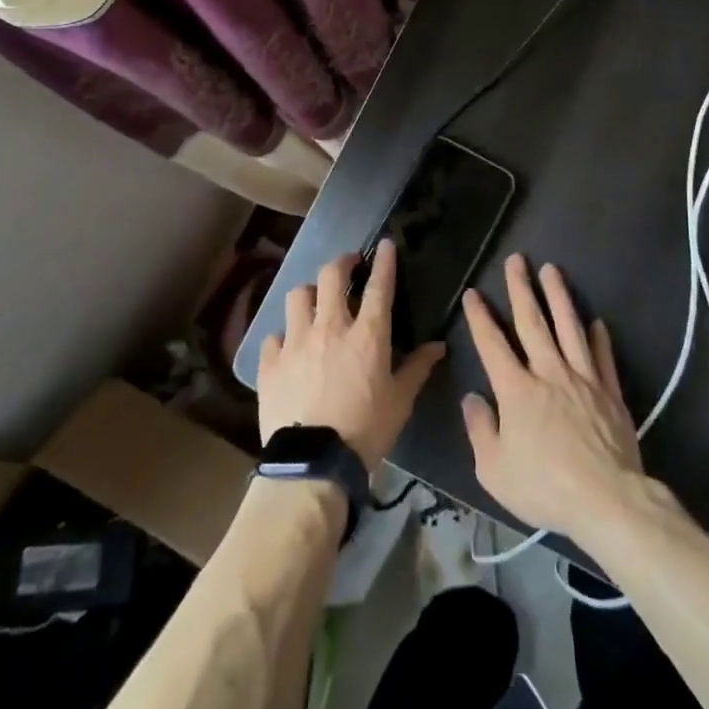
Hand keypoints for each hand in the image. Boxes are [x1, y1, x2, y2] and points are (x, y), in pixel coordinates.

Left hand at [258, 239, 445, 471]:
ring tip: (315, 301)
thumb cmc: (366, 430)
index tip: (384, 244)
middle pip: (331, 275)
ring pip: (297, 296)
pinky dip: (283, 336)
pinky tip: (288, 347)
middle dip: (342, 262)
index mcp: (366, 334)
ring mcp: (295, 341)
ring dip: (309, 293)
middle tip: (349, 265)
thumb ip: (418, 368)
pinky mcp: (271, 362)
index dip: (383, 261)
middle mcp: (329, 327)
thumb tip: (438, 345)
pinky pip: (274, 335)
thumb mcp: (401, 401)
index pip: (378, 286)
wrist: (314, 463)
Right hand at [459, 254, 647, 544]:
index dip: (480, 317)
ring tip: (552, 270)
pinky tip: (596, 322)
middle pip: (533, 322)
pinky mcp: (610, 393)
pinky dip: (599, 338)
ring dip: (559, 297)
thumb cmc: (545, 487)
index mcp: (517, 390)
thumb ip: (480, 430)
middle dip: (521, 289)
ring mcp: (583, 379)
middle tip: (517, 259)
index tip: (474, 293)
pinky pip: (603, 358)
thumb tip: (472, 399)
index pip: (492, 344)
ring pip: (569, 328)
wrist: (607, 500)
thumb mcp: (495, 470)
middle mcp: (549, 373)